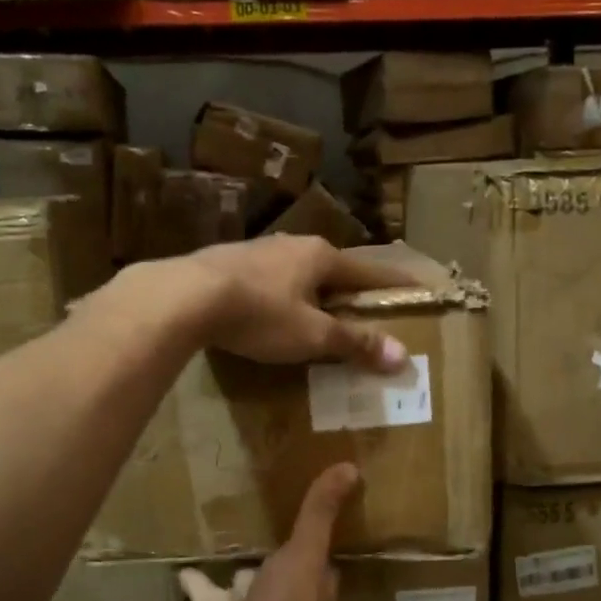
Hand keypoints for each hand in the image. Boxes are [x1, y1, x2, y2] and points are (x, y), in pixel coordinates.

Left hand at [185, 236, 414, 369]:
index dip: (394, 282)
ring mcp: (258, 249)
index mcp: (321, 256)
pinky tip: (271, 310)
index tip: (416, 286)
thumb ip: (354, 343)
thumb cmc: (260, 313)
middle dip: (349, 288)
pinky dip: (281, 294)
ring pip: (297, 271)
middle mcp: (293, 244)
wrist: (184, 296)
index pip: (369, 270)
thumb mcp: (312, 335)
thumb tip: (401, 356)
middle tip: (362, 310)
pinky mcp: (228, 261)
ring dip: (312, 291)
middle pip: (333, 268)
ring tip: (317, 312)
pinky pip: (268, 278)